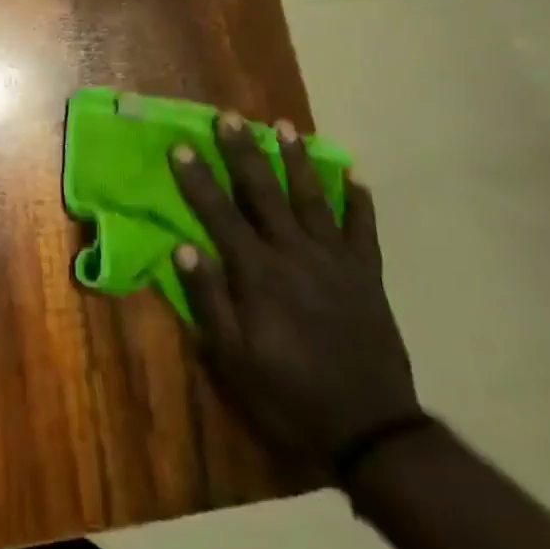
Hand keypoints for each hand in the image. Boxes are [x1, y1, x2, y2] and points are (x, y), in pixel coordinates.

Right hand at [167, 112, 417, 471]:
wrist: (369, 432)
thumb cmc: (287, 394)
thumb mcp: (232, 357)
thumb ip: (208, 299)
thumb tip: (182, 248)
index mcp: (258, 274)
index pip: (219, 214)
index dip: (197, 179)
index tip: (180, 145)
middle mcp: (296, 255)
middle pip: (265, 193)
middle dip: (244, 152)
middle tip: (230, 116)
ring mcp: (336, 262)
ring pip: (313, 198)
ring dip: (297, 160)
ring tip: (284, 125)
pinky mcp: (367, 277)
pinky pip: (364, 229)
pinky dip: (359, 200)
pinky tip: (353, 173)